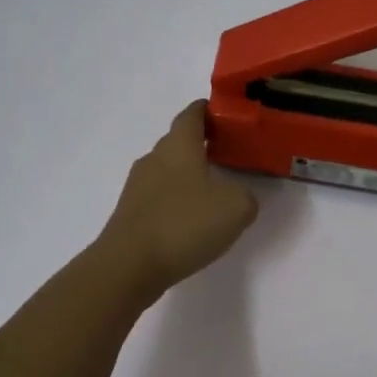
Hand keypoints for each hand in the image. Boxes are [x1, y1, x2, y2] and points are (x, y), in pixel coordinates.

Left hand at [98, 101, 258, 301]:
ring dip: (187, 175)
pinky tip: (190, 221)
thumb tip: (238, 197)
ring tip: (212, 191)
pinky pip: (158, 197)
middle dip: (201, 145)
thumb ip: (246, 196)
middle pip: (178, 142)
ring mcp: (137, 186)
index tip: (225, 115)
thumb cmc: (185, 224)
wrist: (129, 265)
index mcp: (179, 146)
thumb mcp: (236, 208)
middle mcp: (154, 158)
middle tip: (227, 156)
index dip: (208, 110)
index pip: (192, 114)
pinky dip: (175, 201)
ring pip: (167, 170)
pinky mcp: (130, 213)